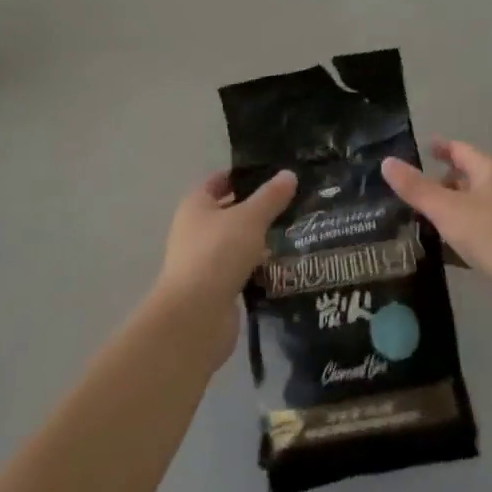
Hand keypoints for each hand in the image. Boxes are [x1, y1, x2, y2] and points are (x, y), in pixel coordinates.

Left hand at [152, 169, 297, 364]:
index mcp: (195, 206)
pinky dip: (259, 266)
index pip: (219, 181)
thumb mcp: (250, 218)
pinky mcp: (217, 289)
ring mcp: (205, 262)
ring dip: (261, 240)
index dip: (243, 176)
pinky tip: (285, 264)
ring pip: (237, 243)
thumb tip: (288, 174)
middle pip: (229, 212)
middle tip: (293, 202)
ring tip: (297, 230)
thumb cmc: (218, 253)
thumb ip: (270, 197)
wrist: (196, 316)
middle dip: (258, 208)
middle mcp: (195, 231)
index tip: (274, 174)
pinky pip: (242, 269)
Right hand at [382, 140, 491, 331]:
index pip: (461, 150)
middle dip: (443, 180)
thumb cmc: (490, 235)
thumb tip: (387, 162)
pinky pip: (478, 229)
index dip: (442, 147)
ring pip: (473, 204)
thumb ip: (416, 187)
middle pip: (468, 176)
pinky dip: (460, 230)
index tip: (423, 148)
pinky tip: (444, 246)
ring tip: (422, 216)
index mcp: (490, 171)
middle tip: (414, 187)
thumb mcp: (446, 209)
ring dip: (451, 207)